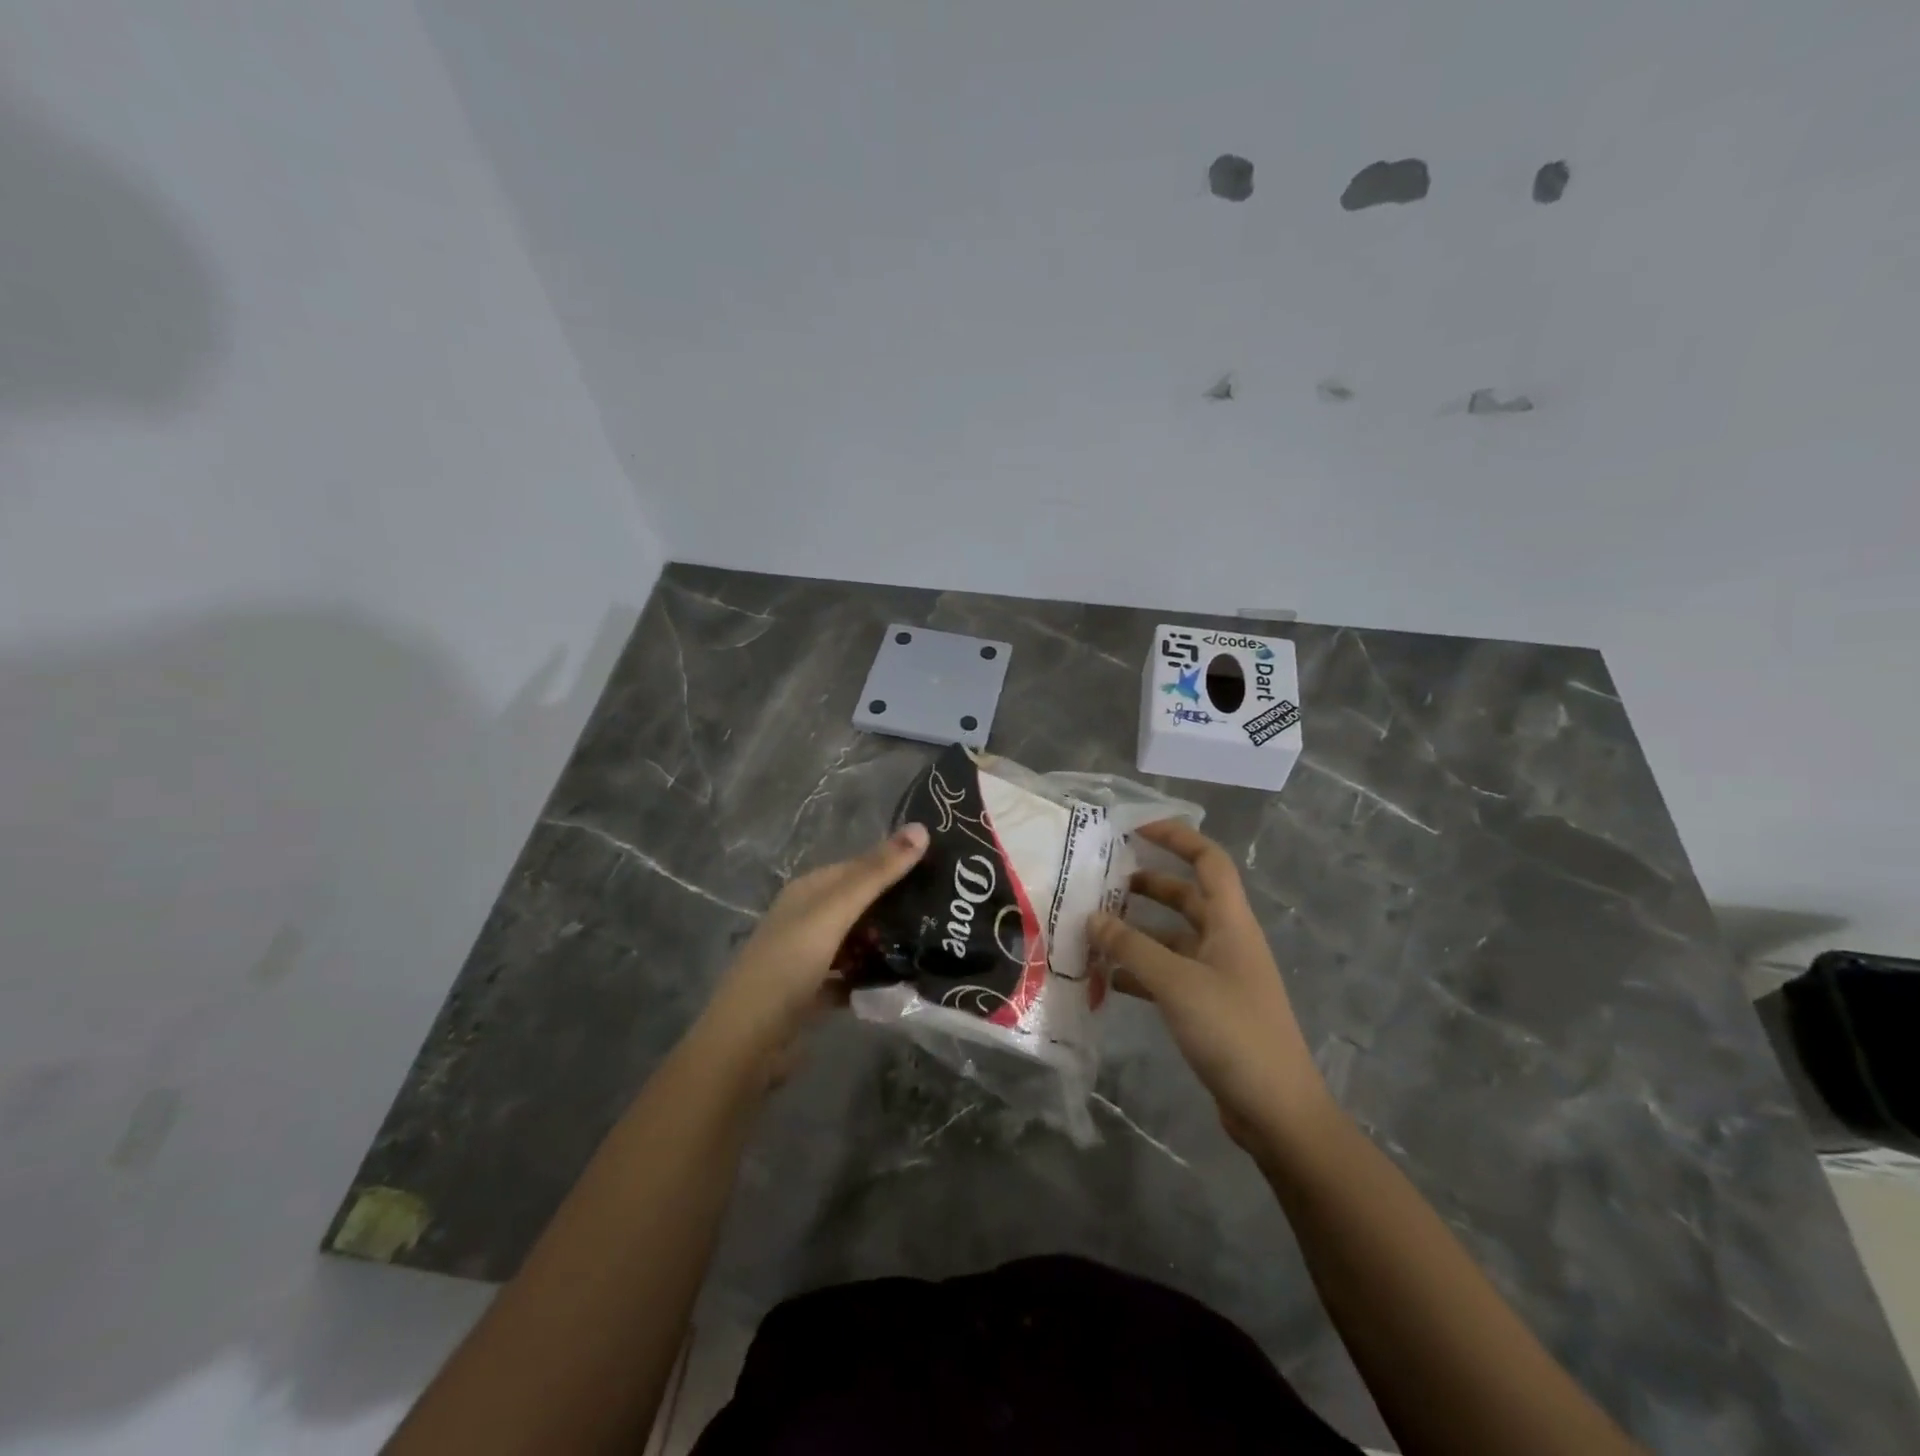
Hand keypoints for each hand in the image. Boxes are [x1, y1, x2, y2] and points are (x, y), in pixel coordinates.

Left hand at [699, 823, 928, 1078]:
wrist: (747, 1042)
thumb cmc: (788, 964)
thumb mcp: (834, 912)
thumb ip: (877, 874)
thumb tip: (922, 827)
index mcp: (808, 891)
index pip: (859, 866)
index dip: (895, 863)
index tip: (940, 868)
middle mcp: (807, 918)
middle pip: (860, 904)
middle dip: (896, 906)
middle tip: (946, 909)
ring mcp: (809, 957)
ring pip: (858, 941)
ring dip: (887, 942)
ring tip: (934, 943)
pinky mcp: (814, 993)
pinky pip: (852, 976)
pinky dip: (873, 977)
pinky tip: (904, 982)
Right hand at [1089, 821, 1333, 1149]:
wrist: (1276, 1110)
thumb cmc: (1232, 1031)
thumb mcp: (1175, 983)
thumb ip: (1131, 947)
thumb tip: (1092, 918)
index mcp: (1231, 923)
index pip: (1208, 861)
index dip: (1176, 838)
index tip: (1135, 830)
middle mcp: (1226, 941)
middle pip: (1186, 897)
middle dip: (1146, 885)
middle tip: (1101, 882)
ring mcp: (1218, 976)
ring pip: (1172, 938)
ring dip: (1137, 930)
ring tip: (1093, 929)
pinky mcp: (1208, 1008)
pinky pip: (1168, 974)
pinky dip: (1140, 970)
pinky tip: (1107, 978)